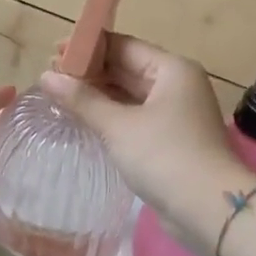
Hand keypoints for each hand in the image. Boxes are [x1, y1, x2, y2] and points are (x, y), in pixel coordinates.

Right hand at [41, 36, 244, 240]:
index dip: (88, 48)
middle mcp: (176, 85)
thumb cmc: (164, 156)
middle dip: (90, 72)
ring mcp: (175, 113)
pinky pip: (135, 117)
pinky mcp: (171, 139)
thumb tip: (46, 76)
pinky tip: (84, 119)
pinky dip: (111, 115)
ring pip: (129, 94)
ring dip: (98, 95)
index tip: (53, 52)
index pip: (123, 46)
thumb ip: (82, 99)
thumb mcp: (118, 126)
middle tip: (49, 77)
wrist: (210, 210)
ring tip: (59, 96)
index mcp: (171, 69)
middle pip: (127, 68)